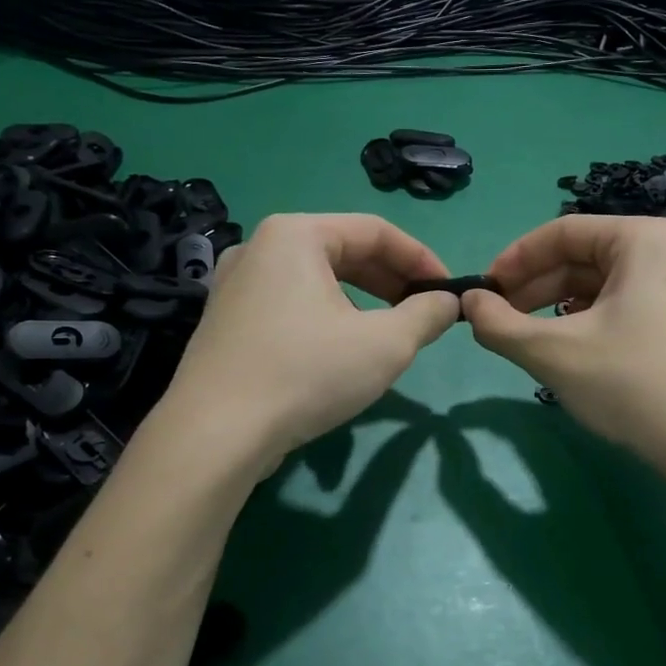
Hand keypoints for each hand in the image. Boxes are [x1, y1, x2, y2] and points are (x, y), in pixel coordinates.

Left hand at [164, 214, 459, 469]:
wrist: (216, 435)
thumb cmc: (306, 374)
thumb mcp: (385, 344)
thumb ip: (426, 315)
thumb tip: (448, 302)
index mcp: (294, 235)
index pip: (375, 230)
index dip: (421, 258)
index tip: (449, 291)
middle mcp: (259, 248)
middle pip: (342, 251)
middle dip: (391, 281)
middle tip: (424, 312)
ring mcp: (235, 285)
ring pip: (316, 281)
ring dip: (362, 301)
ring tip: (390, 332)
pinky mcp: (226, 322)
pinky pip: (290, 305)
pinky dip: (326, 317)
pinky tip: (342, 351)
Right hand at [463, 215, 665, 482]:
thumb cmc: (635, 387)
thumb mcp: (554, 354)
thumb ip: (500, 324)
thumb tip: (468, 303)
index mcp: (647, 239)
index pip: (563, 231)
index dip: (514, 259)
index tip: (483, 292)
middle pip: (590, 257)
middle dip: (538, 287)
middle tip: (501, 320)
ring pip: (613, 284)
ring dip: (564, 307)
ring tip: (534, 339)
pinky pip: (638, 305)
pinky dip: (599, 321)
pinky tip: (580, 350)